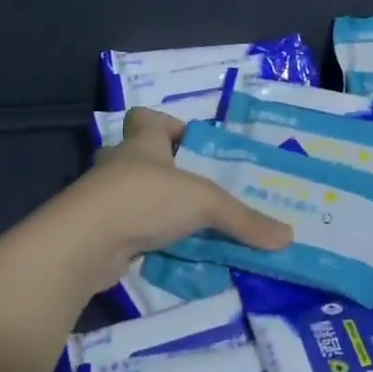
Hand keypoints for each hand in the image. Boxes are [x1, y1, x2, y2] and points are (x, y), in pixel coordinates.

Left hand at [56, 108, 292, 292]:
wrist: (84, 243)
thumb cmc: (145, 199)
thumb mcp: (206, 204)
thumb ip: (244, 220)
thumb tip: (288, 237)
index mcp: (141, 145)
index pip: (144, 118)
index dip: (163, 124)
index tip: (188, 141)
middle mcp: (117, 166)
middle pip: (130, 154)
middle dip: (155, 167)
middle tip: (186, 184)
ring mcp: (99, 201)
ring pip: (123, 194)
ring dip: (146, 205)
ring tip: (179, 222)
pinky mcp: (93, 234)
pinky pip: (120, 229)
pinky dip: (138, 238)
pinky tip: (162, 253)